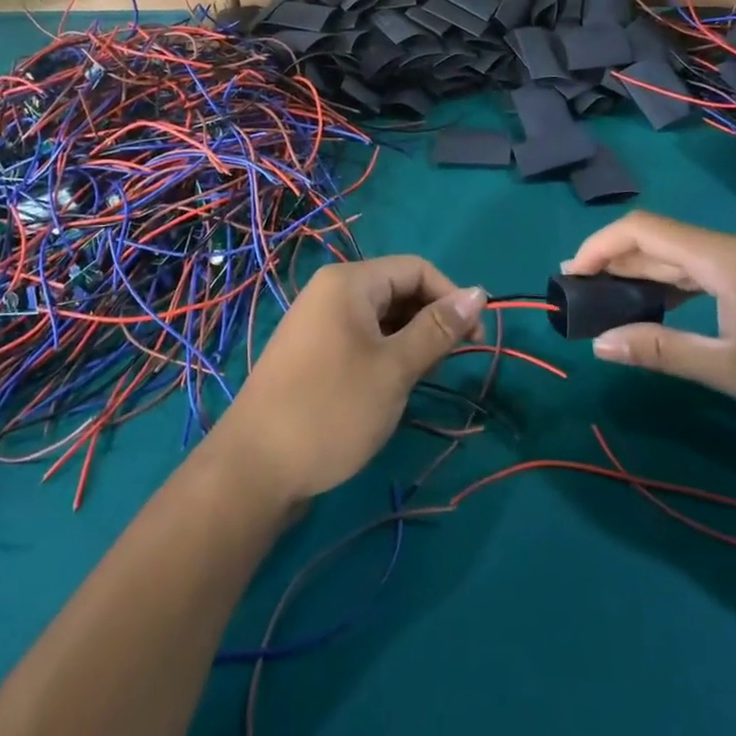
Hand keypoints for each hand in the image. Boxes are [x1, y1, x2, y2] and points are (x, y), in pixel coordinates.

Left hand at [206, 257, 485, 506]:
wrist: (255, 467)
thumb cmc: (332, 409)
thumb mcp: (394, 368)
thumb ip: (438, 329)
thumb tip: (480, 293)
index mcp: (348, 282)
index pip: (415, 268)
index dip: (451, 297)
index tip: (475, 340)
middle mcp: (330, 291)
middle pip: (397, 289)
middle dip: (430, 319)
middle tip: (450, 364)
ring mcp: (317, 322)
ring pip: (380, 316)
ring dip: (410, 340)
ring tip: (423, 378)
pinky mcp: (312, 352)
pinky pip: (360, 337)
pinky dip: (385, 354)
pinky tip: (393, 386)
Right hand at [562, 212, 735, 454]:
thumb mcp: (733, 372)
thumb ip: (661, 350)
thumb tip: (600, 344)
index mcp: (730, 257)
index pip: (645, 230)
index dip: (600, 246)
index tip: (571, 275)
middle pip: (667, 240)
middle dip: (621, 264)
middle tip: (587, 296)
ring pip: (694, 254)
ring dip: (654, 275)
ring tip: (621, 303)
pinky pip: (721, 266)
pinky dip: (687, 282)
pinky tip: (677, 308)